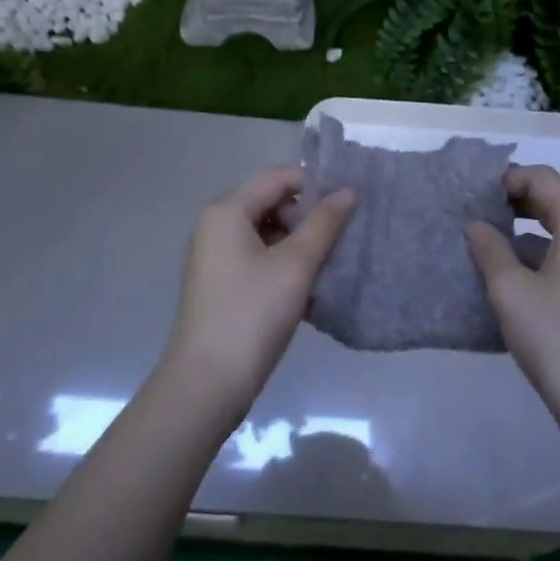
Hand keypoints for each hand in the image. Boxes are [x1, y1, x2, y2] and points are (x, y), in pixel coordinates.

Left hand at [165, 167, 355, 412]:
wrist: (209, 382)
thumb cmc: (252, 312)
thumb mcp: (295, 264)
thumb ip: (324, 224)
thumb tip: (347, 192)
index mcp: (226, 211)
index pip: (277, 178)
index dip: (315, 184)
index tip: (350, 202)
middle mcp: (216, 227)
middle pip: (271, 203)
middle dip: (308, 217)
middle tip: (344, 236)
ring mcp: (217, 258)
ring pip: (268, 235)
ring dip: (301, 244)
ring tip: (333, 263)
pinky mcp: (223, 286)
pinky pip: (260, 260)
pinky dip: (286, 266)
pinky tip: (312, 288)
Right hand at [466, 166, 559, 443]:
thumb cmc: (555, 337)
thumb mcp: (510, 290)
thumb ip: (490, 249)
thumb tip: (476, 225)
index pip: (545, 179)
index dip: (510, 178)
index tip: (476, 194)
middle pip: (557, 204)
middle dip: (517, 204)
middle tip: (479, 214)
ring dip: (528, 234)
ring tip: (490, 247)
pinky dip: (542, 259)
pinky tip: (515, 281)